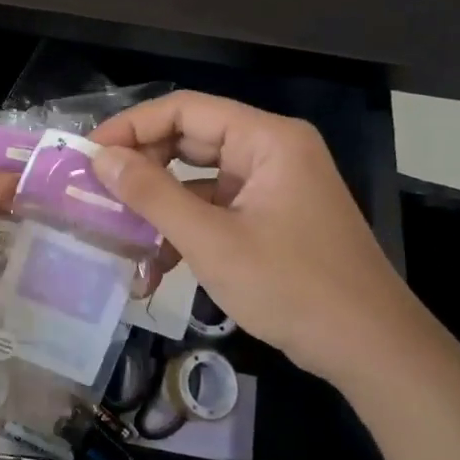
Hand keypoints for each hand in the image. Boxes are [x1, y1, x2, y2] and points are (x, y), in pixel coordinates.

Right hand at [89, 92, 445, 388]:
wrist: (371, 350)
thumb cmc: (292, 287)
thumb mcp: (211, 241)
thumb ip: (152, 195)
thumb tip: (101, 159)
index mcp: (266, 140)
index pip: (185, 109)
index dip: (131, 127)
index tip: (87, 155)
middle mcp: (270, 152)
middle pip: (189, 140)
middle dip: (141, 168)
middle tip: (95, 192)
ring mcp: (271, 187)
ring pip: (197, 179)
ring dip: (157, 207)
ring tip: (117, 234)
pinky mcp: (270, 218)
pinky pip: (214, 210)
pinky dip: (183, 231)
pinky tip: (154, 268)